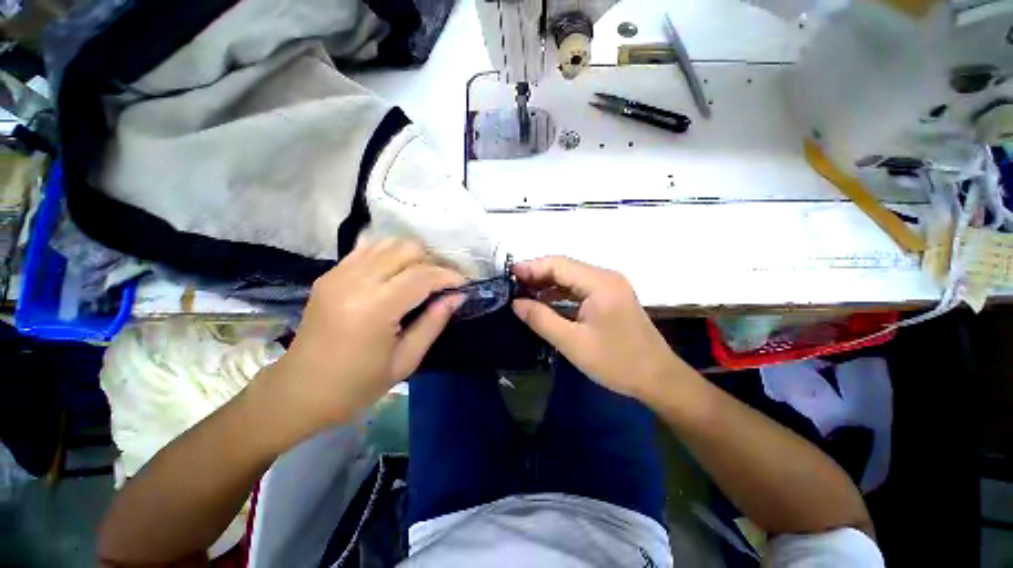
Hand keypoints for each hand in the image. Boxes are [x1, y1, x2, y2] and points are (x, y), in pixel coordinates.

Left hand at [258, 239, 464, 438]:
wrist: (299, 390)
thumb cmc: (357, 384)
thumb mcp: (406, 360)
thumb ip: (434, 322)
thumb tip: (457, 296)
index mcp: (375, 308)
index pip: (423, 275)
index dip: (449, 276)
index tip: (463, 284)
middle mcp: (355, 281)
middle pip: (407, 249)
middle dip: (433, 262)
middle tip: (443, 283)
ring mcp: (339, 273)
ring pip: (389, 243)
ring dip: (413, 255)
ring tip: (424, 277)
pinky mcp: (331, 273)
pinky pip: (369, 248)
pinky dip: (391, 254)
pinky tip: (399, 272)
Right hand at [511, 256, 678, 400]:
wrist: (658, 378)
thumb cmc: (616, 362)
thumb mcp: (572, 343)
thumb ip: (541, 319)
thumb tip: (516, 303)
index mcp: (600, 283)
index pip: (558, 264)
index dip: (531, 267)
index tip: (509, 275)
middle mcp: (606, 277)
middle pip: (565, 267)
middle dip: (538, 274)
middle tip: (513, 286)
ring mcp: (611, 286)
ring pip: (572, 276)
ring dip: (548, 283)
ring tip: (524, 293)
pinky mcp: (611, 296)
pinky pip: (580, 287)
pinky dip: (561, 292)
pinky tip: (546, 301)